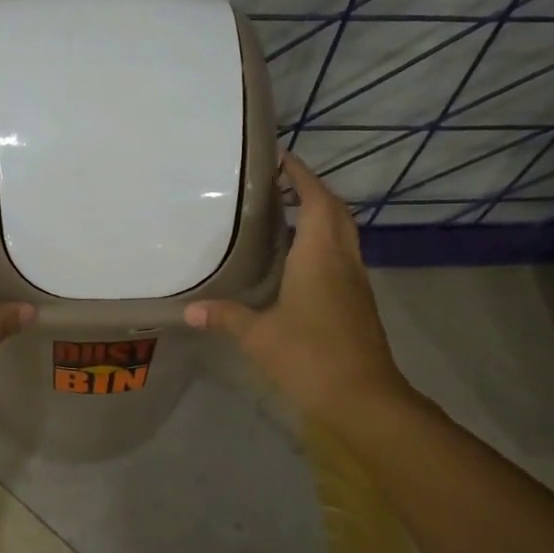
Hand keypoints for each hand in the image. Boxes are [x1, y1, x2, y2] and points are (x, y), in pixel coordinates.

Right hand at [184, 151, 406, 421]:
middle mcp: (342, 260)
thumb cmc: (310, 356)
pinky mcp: (358, 301)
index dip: (301, 175)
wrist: (364, 396)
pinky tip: (299, 259)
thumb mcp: (259, 336)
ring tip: (286, 213)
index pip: (315, 200)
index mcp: (319, 256)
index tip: (282, 156)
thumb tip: (190, 310)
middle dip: (312, 189)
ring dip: (321, 215)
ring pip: (342, 233)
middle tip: (280, 183)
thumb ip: (226, 317)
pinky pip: (341, 255)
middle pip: (335, 210)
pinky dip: (324, 242)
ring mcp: (355, 281)